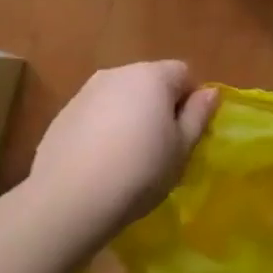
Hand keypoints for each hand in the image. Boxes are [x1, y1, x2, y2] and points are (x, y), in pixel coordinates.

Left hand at [31, 61, 218, 233]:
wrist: (70, 199)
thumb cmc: (140, 172)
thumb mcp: (182, 149)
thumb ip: (198, 115)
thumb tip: (210, 92)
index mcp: (152, 76)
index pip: (183, 72)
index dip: (190, 101)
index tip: (185, 133)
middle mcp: (117, 73)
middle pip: (149, 81)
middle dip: (159, 106)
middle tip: (160, 147)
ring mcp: (85, 92)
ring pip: (120, 97)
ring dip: (130, 116)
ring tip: (128, 157)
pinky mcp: (63, 114)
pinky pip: (95, 114)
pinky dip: (103, 128)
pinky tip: (100, 162)